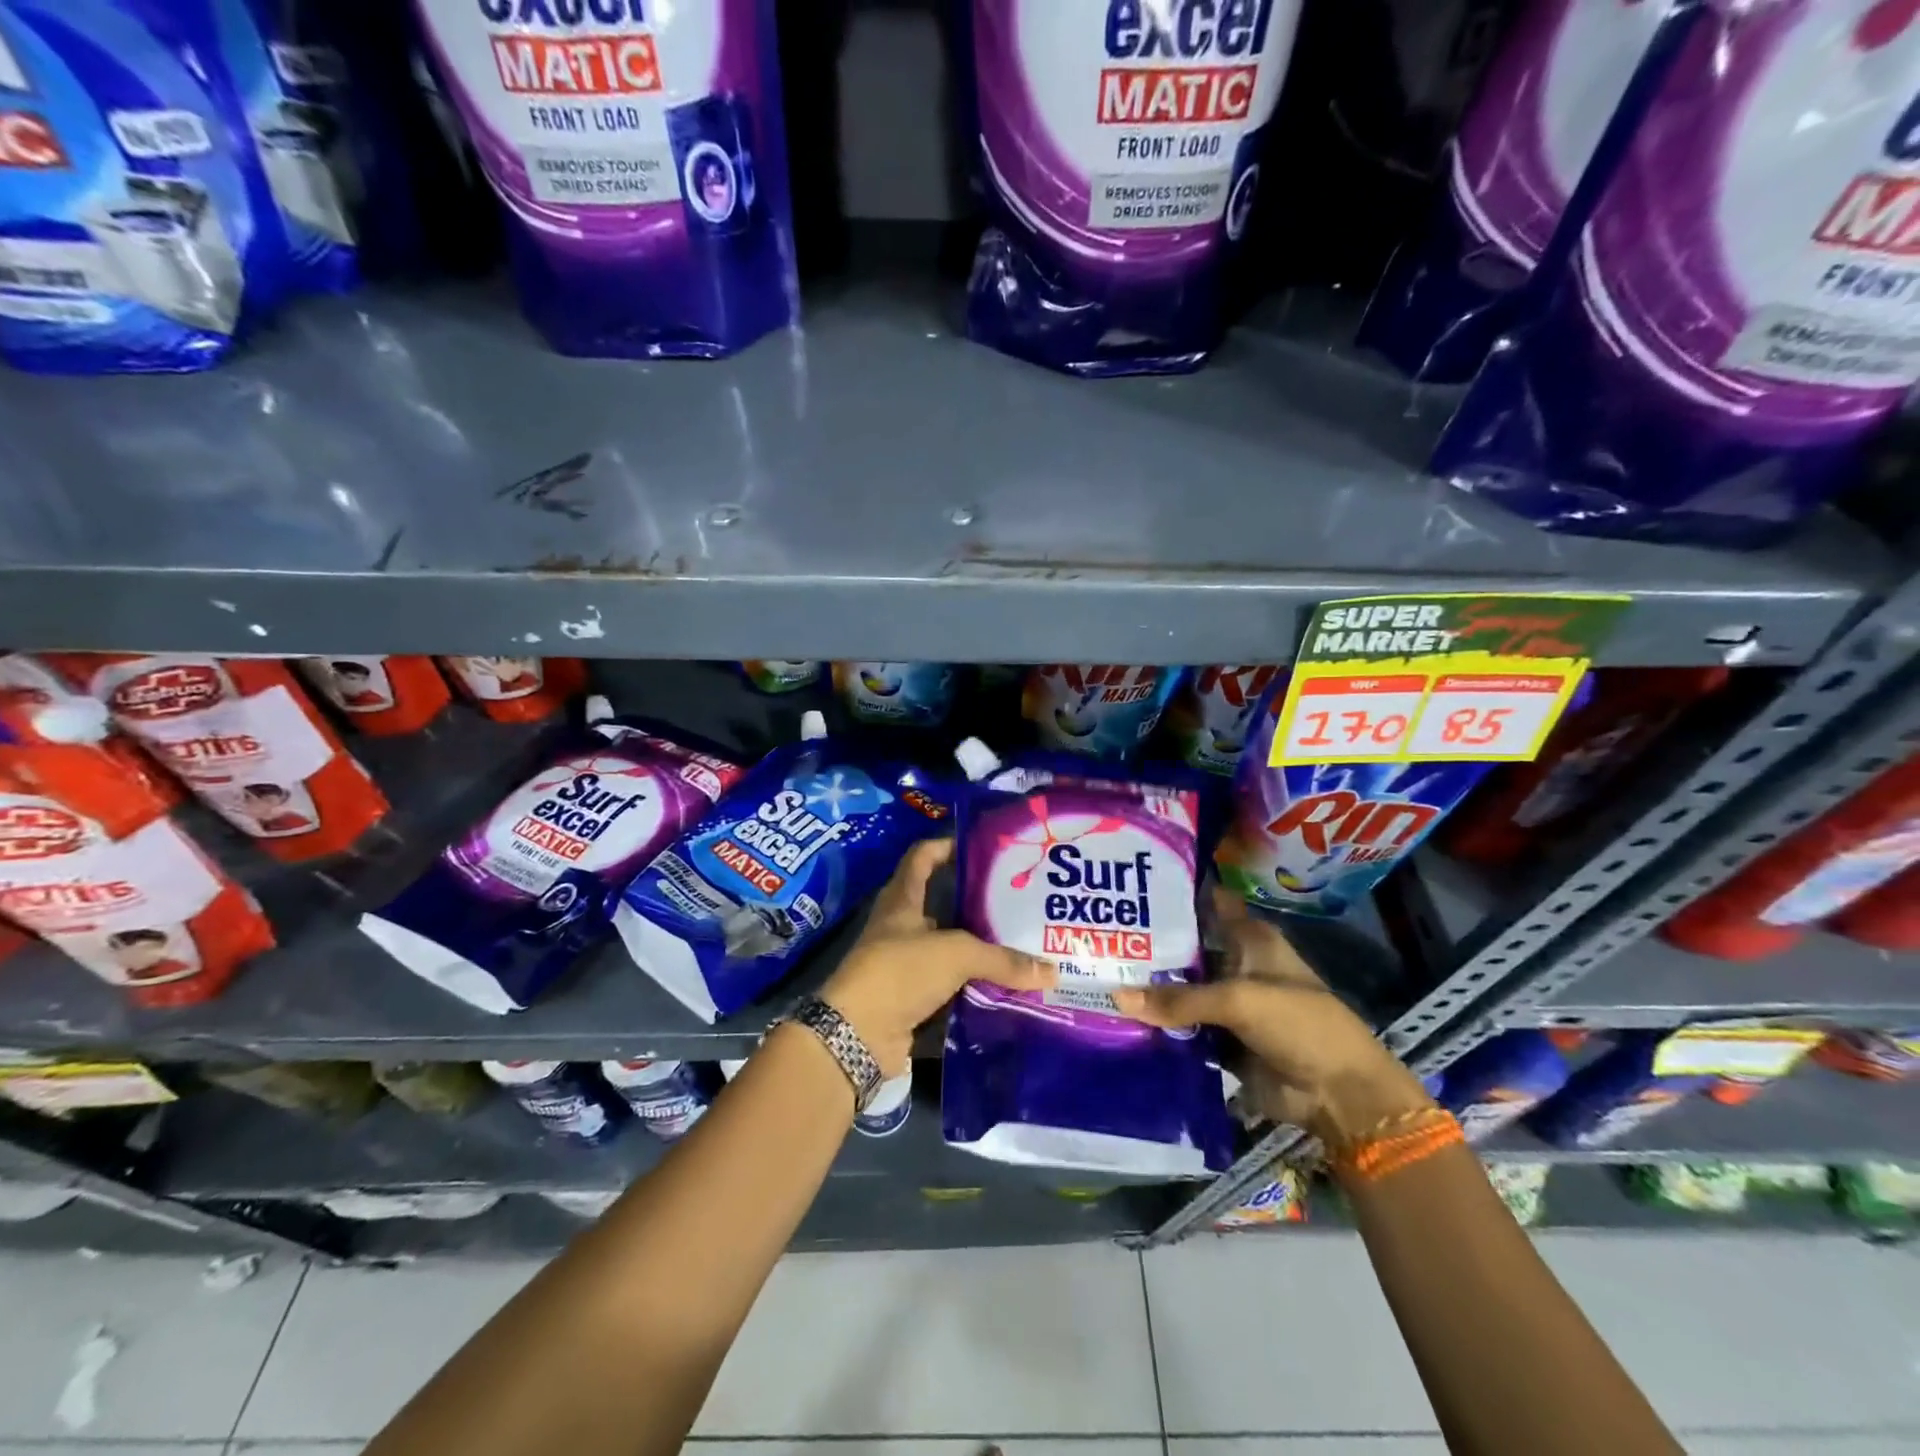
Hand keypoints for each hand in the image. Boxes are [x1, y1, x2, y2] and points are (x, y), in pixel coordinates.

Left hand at [821, 838, 1054, 1075]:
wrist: (857, 1036)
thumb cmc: (900, 972)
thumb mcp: (955, 954)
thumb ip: (1002, 960)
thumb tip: (1052, 972)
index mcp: (902, 901)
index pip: (922, 858)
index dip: (946, 846)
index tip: (982, 847)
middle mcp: (901, 929)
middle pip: (941, 907)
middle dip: (977, 906)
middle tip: (1018, 905)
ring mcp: (904, 967)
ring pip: (949, 953)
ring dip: (979, 954)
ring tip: (1022, 949)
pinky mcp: (911, 1002)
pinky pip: (950, 991)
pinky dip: (974, 993)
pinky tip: (1006, 992)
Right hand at [1112, 886, 1431, 1145]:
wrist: (1339, 1094)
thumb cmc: (1298, 1024)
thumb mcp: (1238, 1000)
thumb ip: (1179, 999)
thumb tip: (1118, 997)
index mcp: (1249, 938)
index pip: (1209, 902)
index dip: (1176, 893)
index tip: (1132, 885)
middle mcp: (1235, 963)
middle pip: (1186, 948)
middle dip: (1148, 946)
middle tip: (1098, 938)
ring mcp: (1227, 1003)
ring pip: (1180, 990)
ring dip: (1149, 990)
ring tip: (1096, 977)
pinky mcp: (1221, 1040)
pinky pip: (1182, 1028)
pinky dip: (1158, 1026)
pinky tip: (1117, 1019)